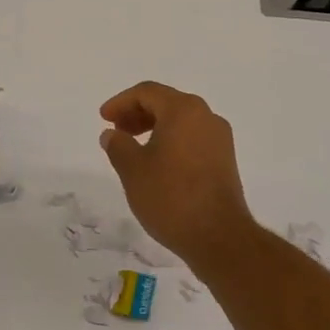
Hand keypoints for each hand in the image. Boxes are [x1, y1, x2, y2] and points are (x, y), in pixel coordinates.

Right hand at [99, 81, 255, 263]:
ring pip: (180, 121)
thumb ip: (118, 145)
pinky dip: (171, 141)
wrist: (219, 237)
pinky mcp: (225, 160)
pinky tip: (156, 163)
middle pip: (166, 103)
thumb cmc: (171, 196)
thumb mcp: (132, 169)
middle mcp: (206, 116)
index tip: (104, 119)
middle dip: (137, 113)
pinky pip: (192, 138)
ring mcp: (219, 139)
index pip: (147, 92)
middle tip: (117, 130)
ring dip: (154, 128)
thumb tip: (112, 135)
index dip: (121, 102)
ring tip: (133, 148)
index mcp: (183, 110)